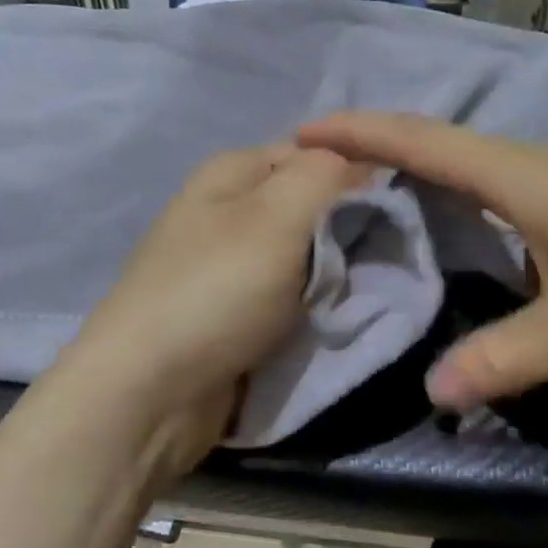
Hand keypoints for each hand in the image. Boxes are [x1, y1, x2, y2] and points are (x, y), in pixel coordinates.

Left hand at [48, 146, 367, 479]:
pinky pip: (287, 297)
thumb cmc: (215, 291)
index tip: (398, 212)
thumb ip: (325, 174)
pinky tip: (331, 320)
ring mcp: (226, 264)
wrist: (149, 393)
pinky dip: (310, 308)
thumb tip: (359, 161)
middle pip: (310, 206)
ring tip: (361, 294)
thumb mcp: (277, 215)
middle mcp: (227, 209)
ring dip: (333, 276)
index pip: (316, 153)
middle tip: (385, 259)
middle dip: (349, 232)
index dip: (359, 176)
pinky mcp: (230, 312)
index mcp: (232, 172)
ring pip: (304, 256)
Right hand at [296, 112, 547, 408]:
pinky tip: (472, 219)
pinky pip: (515, 178)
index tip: (306, 130)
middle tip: (330, 169)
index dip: (360, 132)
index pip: (424, 142)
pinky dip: (471, 187)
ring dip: (428, 166)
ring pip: (484, 160)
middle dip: (382, 146)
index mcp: (528, 179)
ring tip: (383, 189)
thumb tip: (433, 393)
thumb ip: (500, 360)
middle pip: (447, 141)